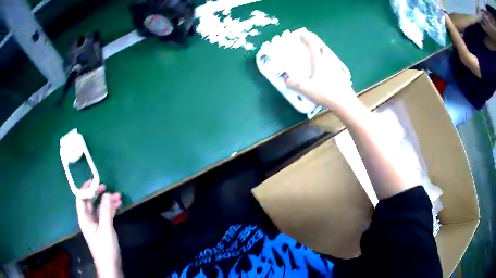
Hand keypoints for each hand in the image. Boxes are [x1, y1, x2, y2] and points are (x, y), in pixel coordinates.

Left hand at [76, 181, 122, 277]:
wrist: (110, 265)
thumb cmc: (105, 248)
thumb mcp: (105, 229)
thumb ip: (105, 211)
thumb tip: (106, 194)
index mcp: (84, 218)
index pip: (81, 198)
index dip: (86, 188)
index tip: (95, 181)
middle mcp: (88, 219)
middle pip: (90, 202)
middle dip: (98, 194)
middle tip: (108, 187)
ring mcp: (95, 224)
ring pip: (99, 208)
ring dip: (107, 202)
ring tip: (118, 197)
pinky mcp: (102, 228)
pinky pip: (104, 214)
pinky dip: (110, 209)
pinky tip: (118, 206)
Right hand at [283, 32, 356, 111]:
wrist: (346, 103)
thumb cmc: (327, 94)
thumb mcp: (308, 90)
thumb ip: (295, 84)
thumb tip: (286, 79)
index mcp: (319, 61)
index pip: (312, 45)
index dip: (306, 38)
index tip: (301, 35)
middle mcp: (328, 61)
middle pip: (321, 49)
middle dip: (313, 46)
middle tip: (306, 48)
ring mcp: (336, 68)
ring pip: (327, 57)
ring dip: (320, 55)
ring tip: (313, 60)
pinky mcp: (340, 75)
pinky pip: (331, 65)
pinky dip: (325, 64)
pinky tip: (324, 72)